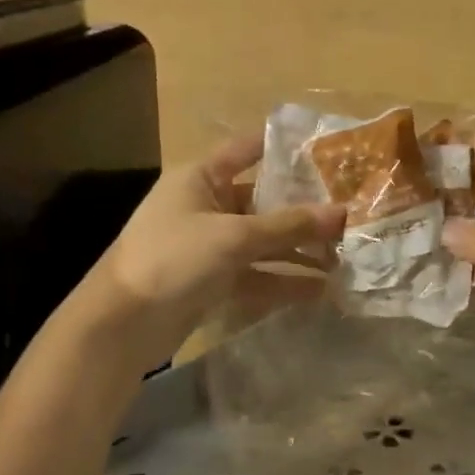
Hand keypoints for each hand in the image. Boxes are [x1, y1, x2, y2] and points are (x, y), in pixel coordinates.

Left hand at [91, 135, 344, 362]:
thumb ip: (290, 225)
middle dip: (305, 209)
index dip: (284, 148)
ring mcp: (210, 245)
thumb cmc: (173, 259)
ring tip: (344, 256)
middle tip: (351, 212)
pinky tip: (320, 288)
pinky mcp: (214, 281)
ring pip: (263, 241)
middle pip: (264, 200)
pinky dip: (284, 279)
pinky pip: (257, 274)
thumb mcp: (234, 236)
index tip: (328, 149)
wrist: (122, 326)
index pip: (248, 150)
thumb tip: (344, 213)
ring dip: (299, 249)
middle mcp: (207, 206)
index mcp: (201, 178)